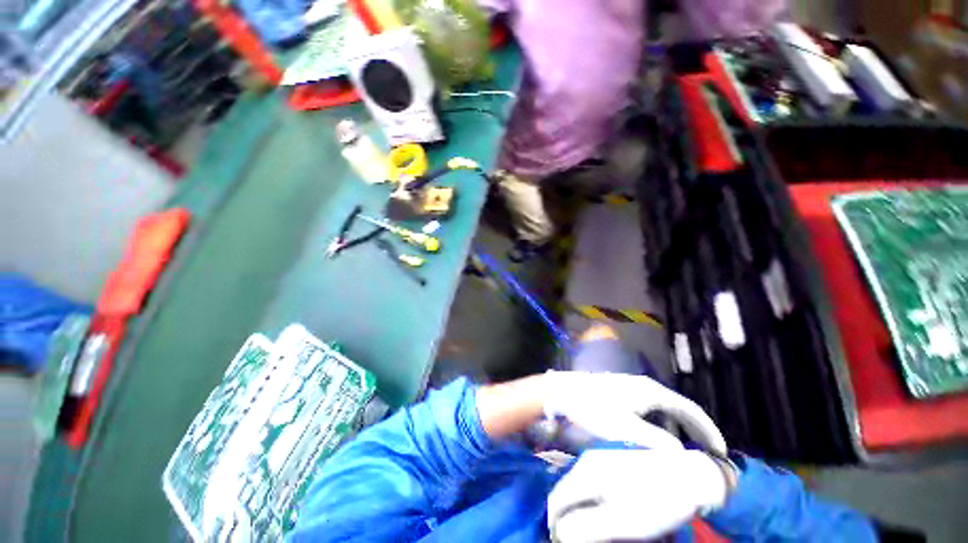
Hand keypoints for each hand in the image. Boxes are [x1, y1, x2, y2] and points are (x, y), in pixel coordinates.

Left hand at [542, 370, 726, 453]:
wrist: (561, 393)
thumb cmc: (592, 410)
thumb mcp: (626, 430)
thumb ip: (657, 443)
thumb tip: (679, 453)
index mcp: (650, 391)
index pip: (689, 409)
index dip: (708, 430)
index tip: (720, 452)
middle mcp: (643, 385)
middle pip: (676, 408)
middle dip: (692, 430)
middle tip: (703, 454)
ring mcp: (629, 386)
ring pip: (660, 409)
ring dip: (673, 428)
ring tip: (679, 451)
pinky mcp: (618, 391)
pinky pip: (647, 409)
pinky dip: (656, 424)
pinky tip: (650, 437)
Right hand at [548, 449, 731, 542]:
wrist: (688, 475)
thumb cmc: (655, 502)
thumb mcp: (623, 523)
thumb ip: (586, 527)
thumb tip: (559, 533)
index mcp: (586, 473)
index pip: (557, 500)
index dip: (556, 525)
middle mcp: (588, 462)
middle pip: (567, 494)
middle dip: (571, 520)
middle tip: (588, 539)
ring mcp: (600, 460)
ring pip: (581, 490)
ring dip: (584, 513)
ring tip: (603, 531)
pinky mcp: (612, 463)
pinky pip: (594, 485)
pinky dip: (597, 504)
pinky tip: (614, 516)